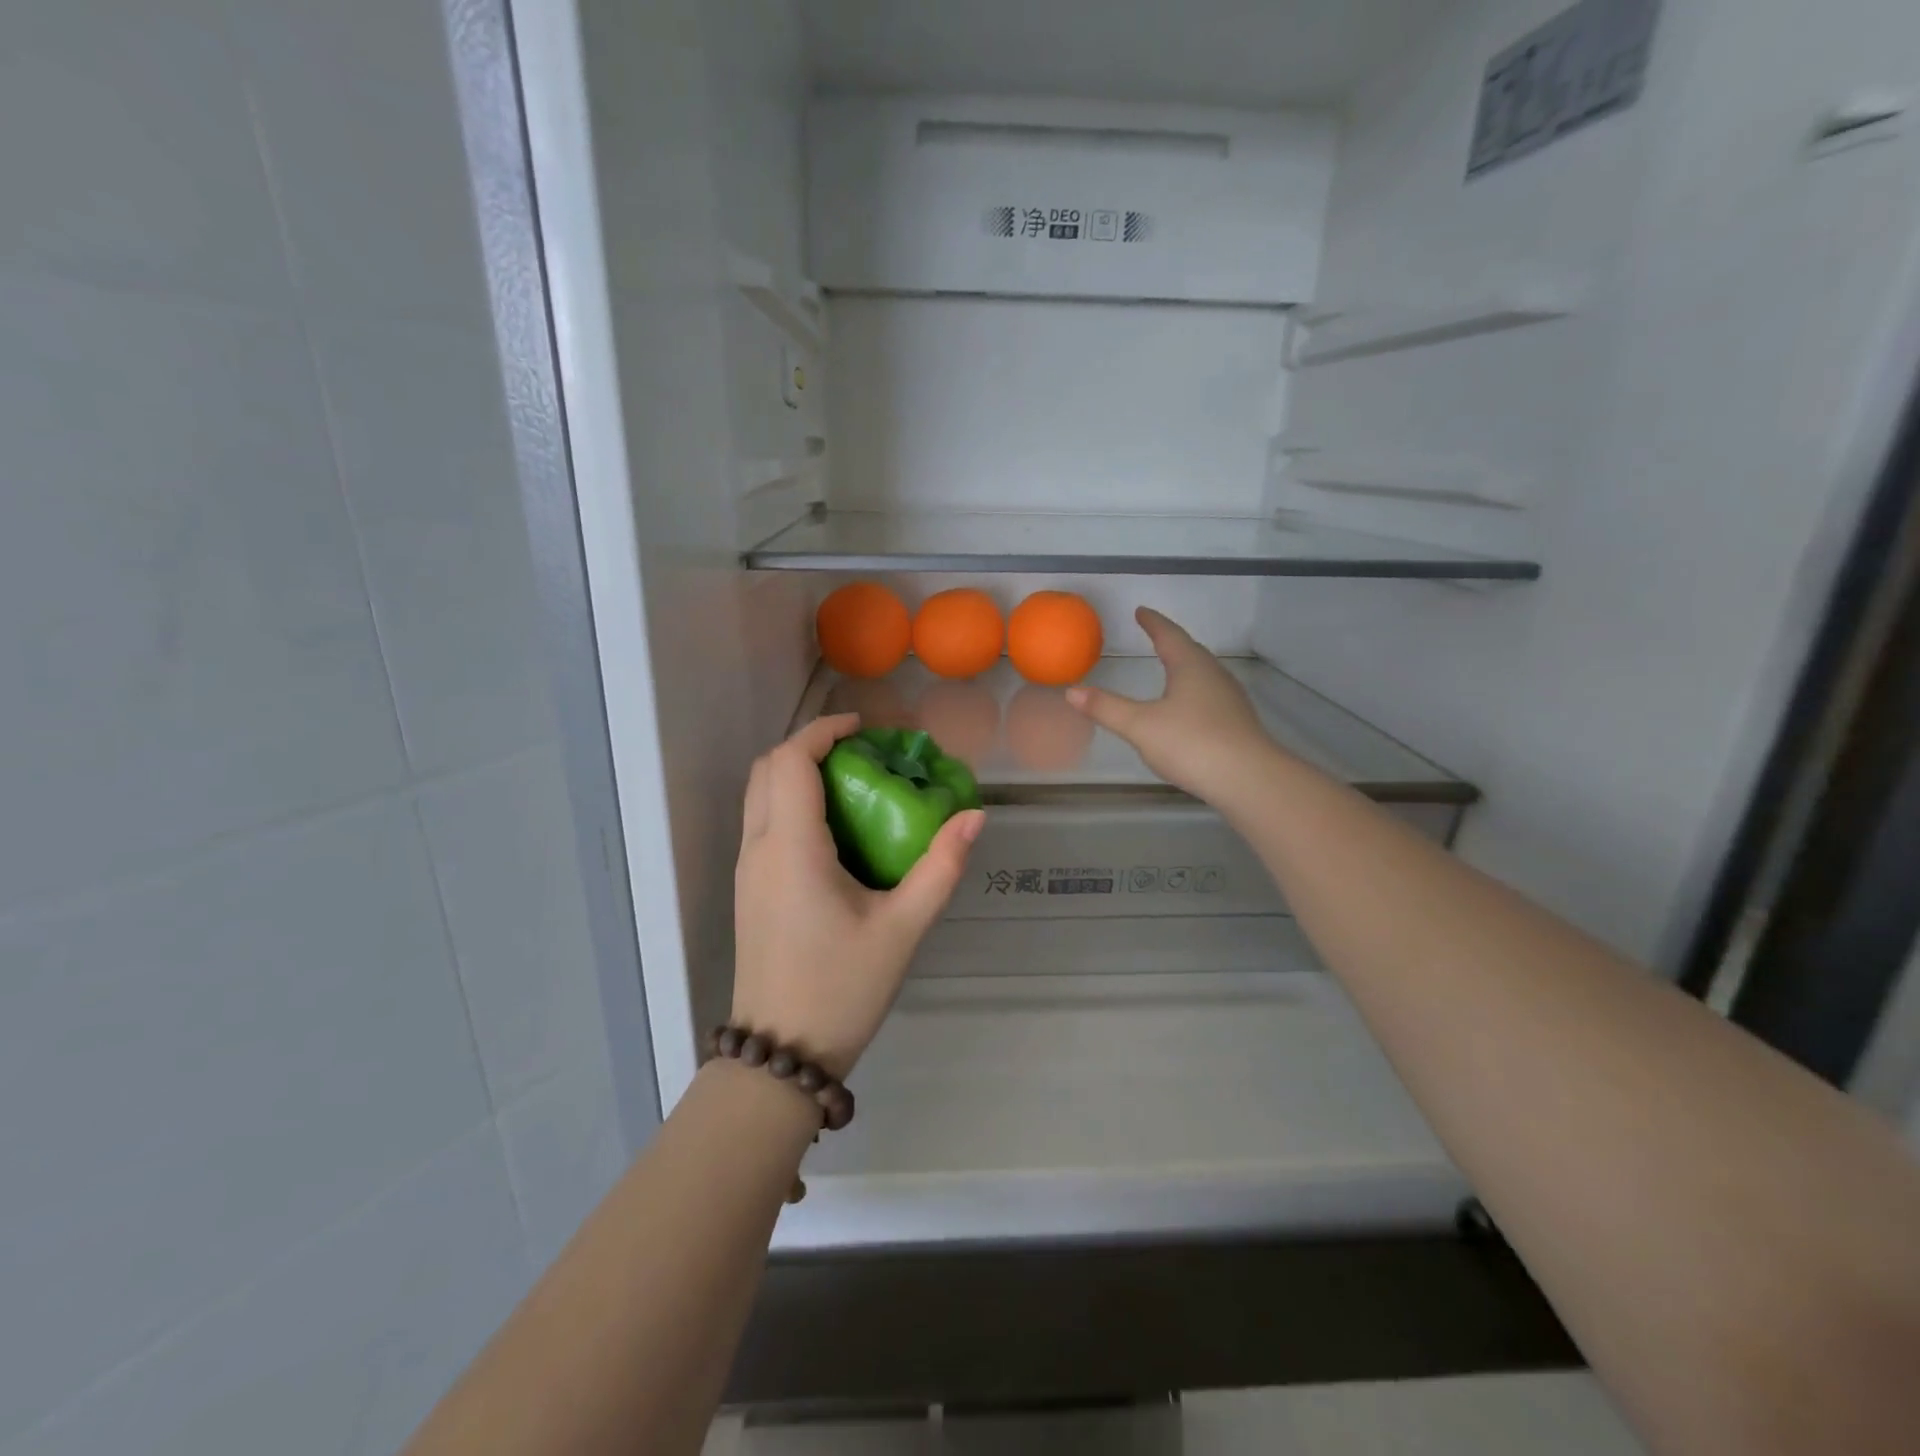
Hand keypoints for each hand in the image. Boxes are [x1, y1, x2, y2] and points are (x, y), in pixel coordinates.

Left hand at [732, 714, 984, 1077]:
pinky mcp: (747, 890)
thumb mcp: (903, 928)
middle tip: (862, 754)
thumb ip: (940, 867)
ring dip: (798, 773)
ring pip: (759, 795)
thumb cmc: (842, 988)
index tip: (865, 729)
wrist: (780, 1054)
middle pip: (768, 768)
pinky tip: (835, 829)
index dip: (824, 730)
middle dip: (811, 746)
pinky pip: (762, 823)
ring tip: (853, 785)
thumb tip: (974, 817)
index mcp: (791, 848)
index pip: (792, 760)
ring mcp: (746, 870)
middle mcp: (758, 849)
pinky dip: (791, 802)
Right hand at [1066, 607, 1276, 804]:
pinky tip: (1188, 708)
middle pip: (1190, 651)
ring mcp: (1229, 700)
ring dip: (1185, 667)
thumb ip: (1106, 708)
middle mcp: (1214, 675)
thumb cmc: (1192, 743)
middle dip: (1171, 642)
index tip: (1141, 612)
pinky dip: (1193, 692)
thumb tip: (1072, 691)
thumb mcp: (1140, 726)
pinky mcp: (1236, 723)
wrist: (1248, 780)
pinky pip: (1210, 696)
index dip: (1153, 623)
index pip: (1169, 635)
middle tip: (1155, 635)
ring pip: (1203, 674)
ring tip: (1170, 667)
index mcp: (1191, 666)